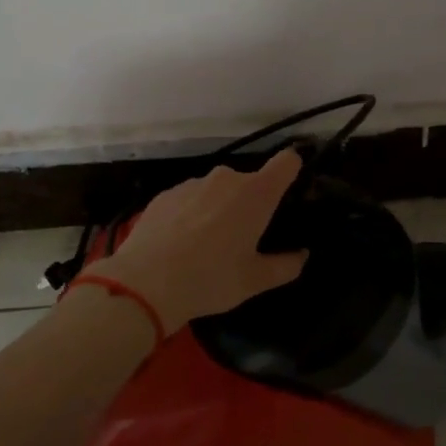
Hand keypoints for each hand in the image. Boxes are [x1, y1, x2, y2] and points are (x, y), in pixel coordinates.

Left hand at [90, 148, 310, 332]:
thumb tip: (301, 255)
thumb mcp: (255, 281)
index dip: (293, 171)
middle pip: (250, 182)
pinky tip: (180, 244)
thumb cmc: (211, 279)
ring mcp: (193, 183)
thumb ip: (286, 266)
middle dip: (251, 204)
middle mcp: (227, 178)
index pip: (287, 161)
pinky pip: (190, 199)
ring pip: (218, 190)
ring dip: (220, 208)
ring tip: (207, 245)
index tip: (289, 193)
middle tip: (244, 239)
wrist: (143, 284)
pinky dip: (192, 214)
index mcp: (256, 193)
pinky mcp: (165, 194)